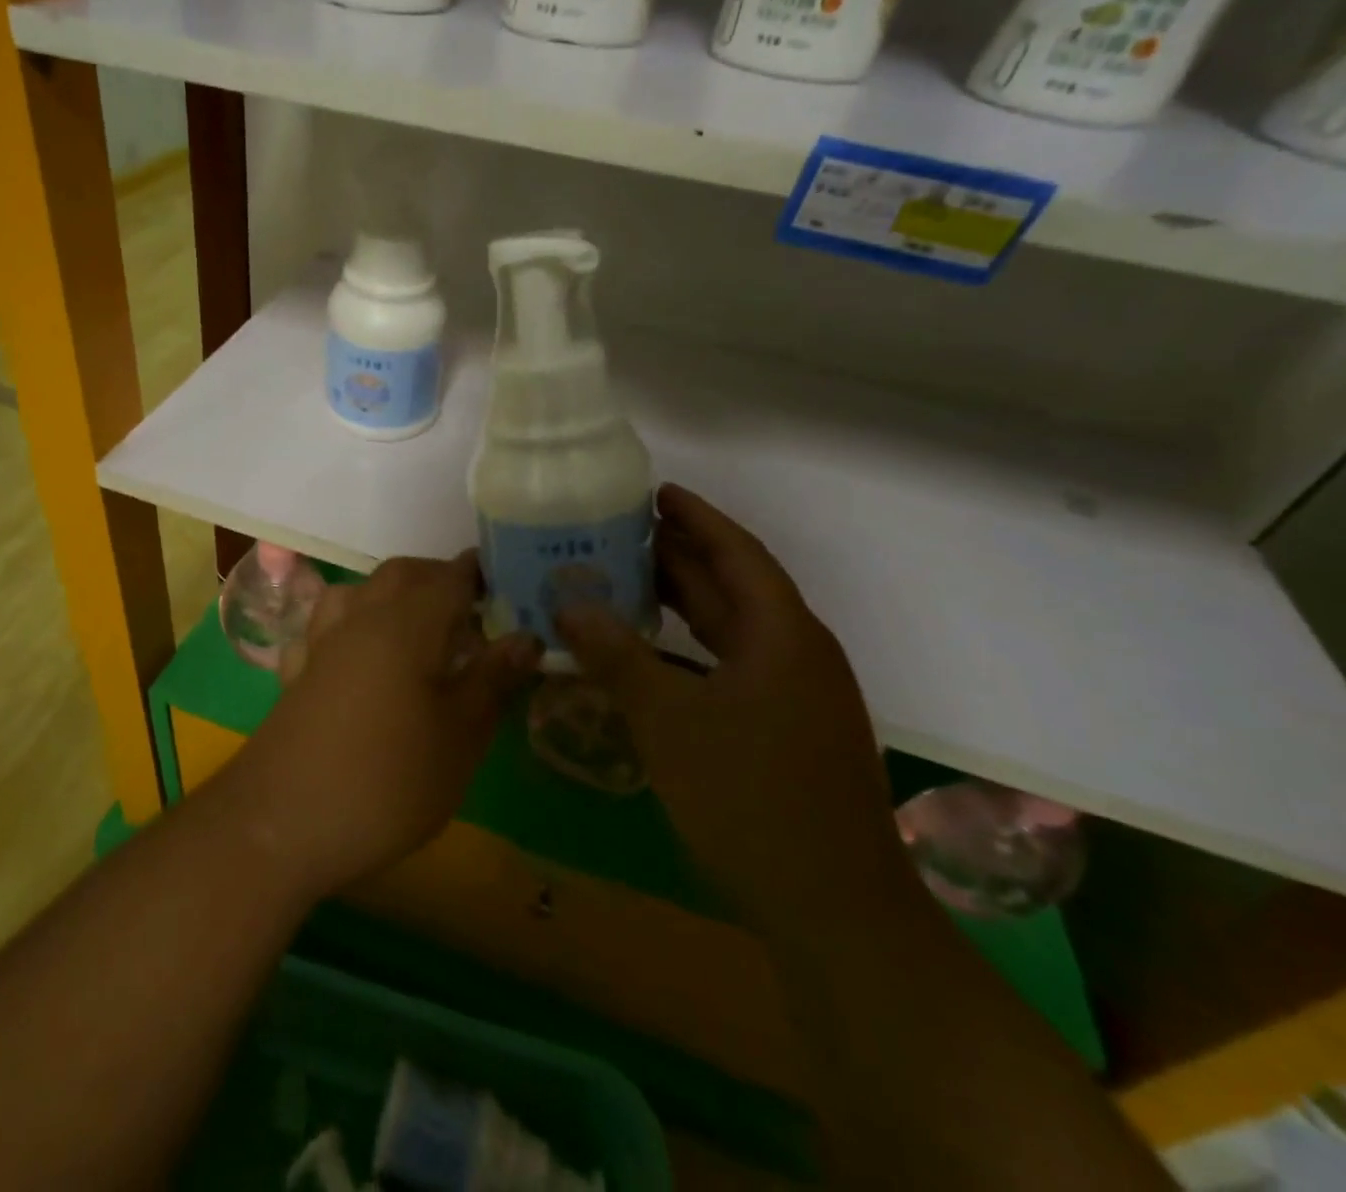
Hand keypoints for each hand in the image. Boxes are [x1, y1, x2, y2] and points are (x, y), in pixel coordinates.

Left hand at [222, 554, 540, 901]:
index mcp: (406, 622)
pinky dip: (352, 625)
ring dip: (393, 595)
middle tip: (474, 613)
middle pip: (403, 575)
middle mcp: (360, 616)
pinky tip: (360, 655)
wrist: (279, 824)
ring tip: (421, 628)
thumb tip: (527, 635)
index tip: (510, 586)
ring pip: (360, 592)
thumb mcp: (459, 737)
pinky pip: (327, 626)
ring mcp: (321, 641)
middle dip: (440, 580)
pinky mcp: (296, 671)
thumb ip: (493, 679)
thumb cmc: (385, 781)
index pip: (451, 576)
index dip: (483, 575)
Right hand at [557, 484, 909, 928]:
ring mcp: (795, 695)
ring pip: (733, 628)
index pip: (737, 553)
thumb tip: (569, 605)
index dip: (697, 518)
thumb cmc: (750, 798)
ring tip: (630, 578)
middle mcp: (795, 653)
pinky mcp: (784, 729)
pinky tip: (653, 652)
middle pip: (735, 586)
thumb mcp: (670, 722)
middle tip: (623, 531)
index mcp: (783, 635)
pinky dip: (691, 648)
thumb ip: (616, 657)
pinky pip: (732, 665)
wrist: (833, 910)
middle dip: (683, 555)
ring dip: (686, 602)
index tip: (655, 492)